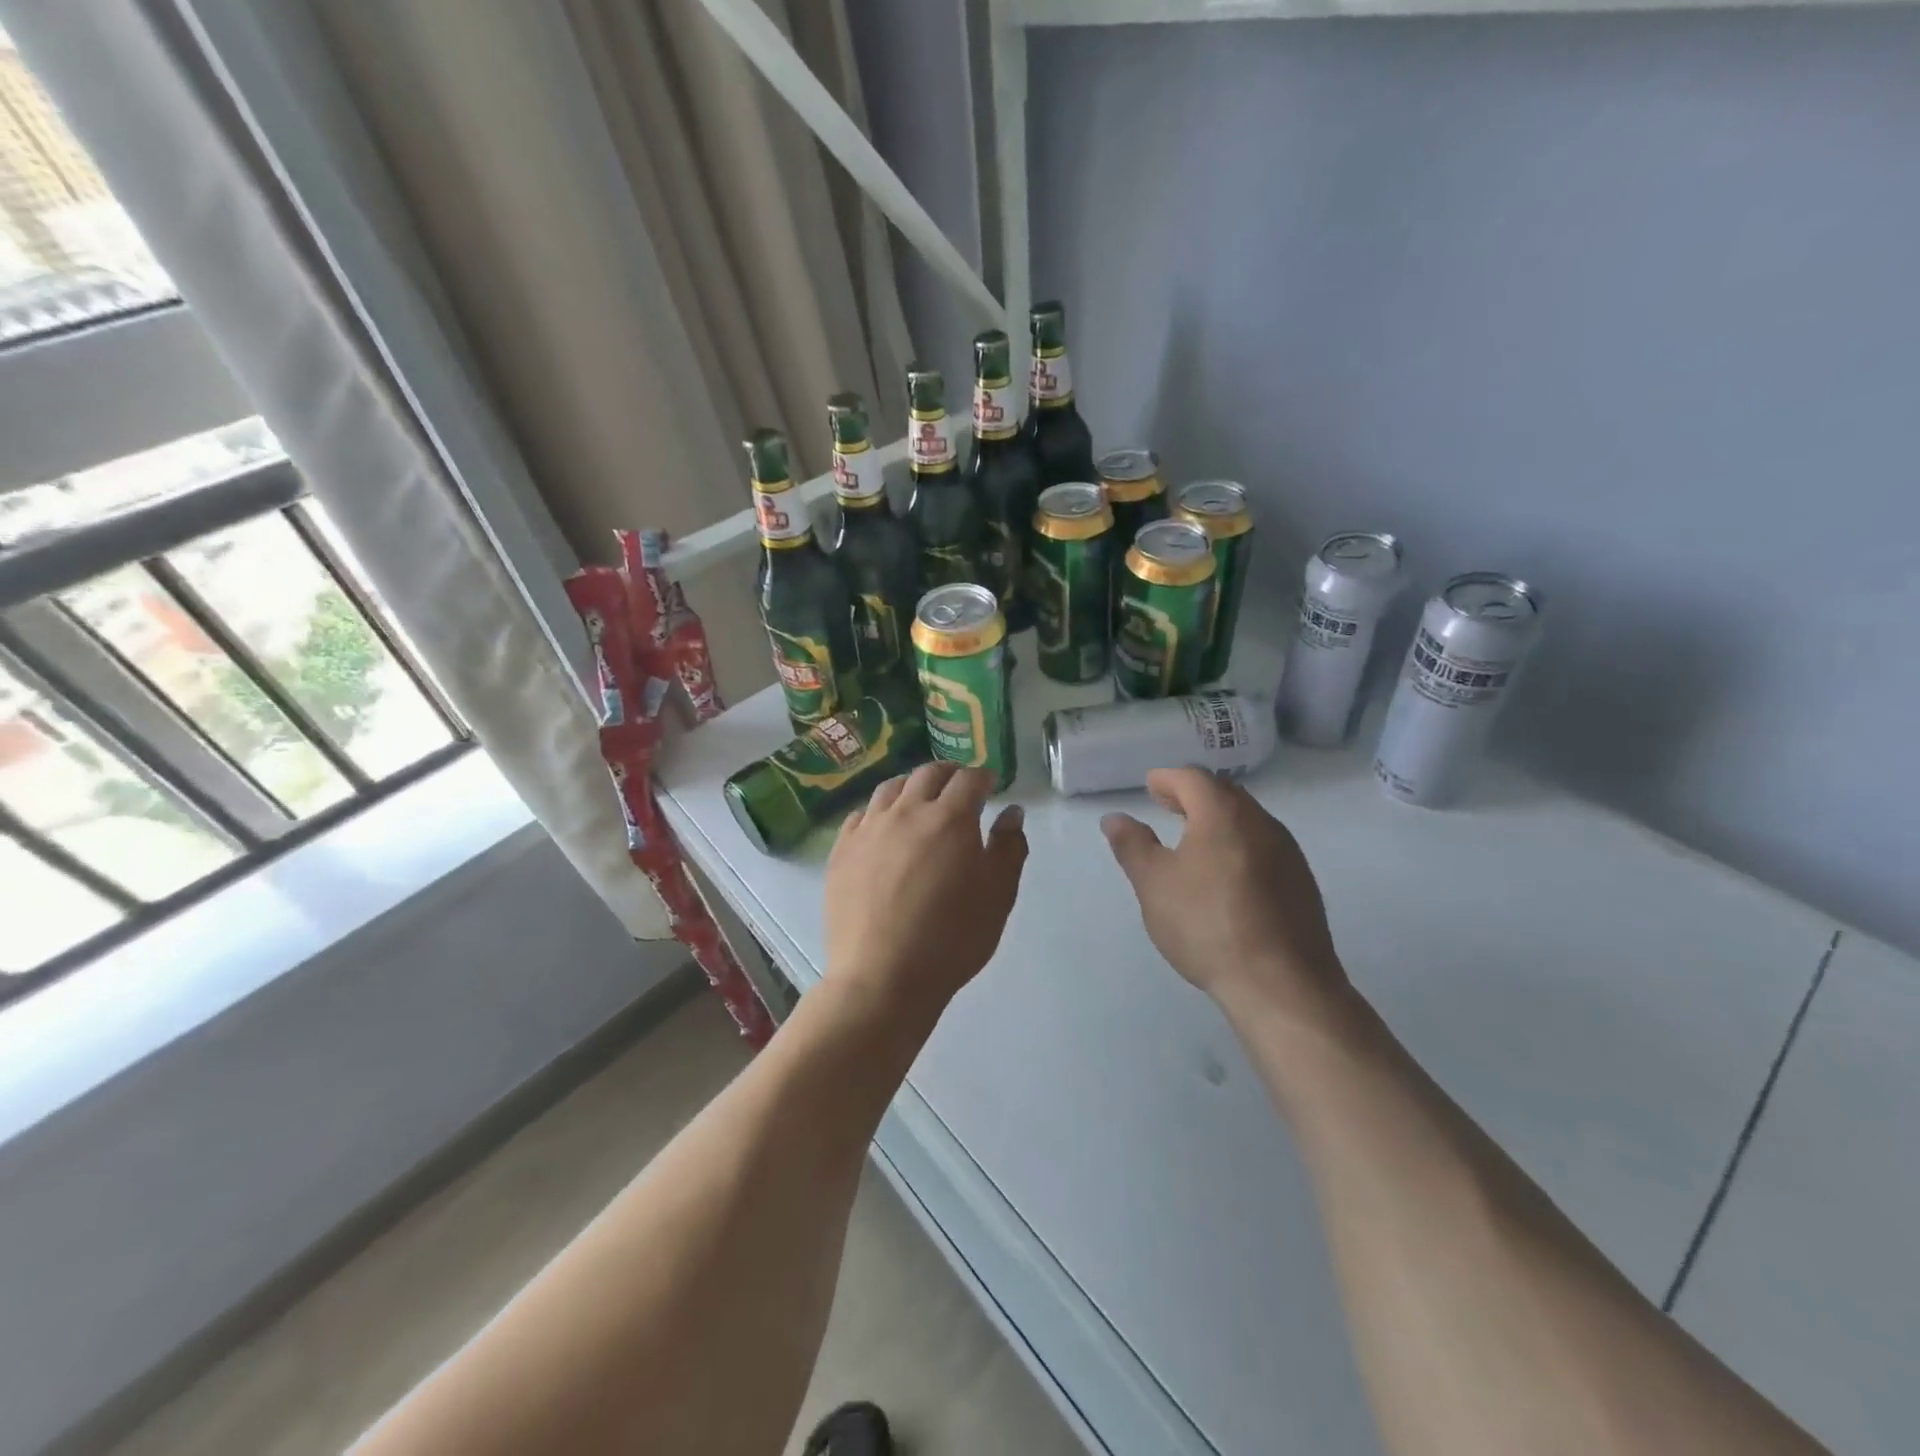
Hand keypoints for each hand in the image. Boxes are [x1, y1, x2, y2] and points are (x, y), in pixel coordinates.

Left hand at [825, 763, 1027, 1019]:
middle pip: (928, 774)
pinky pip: (861, 815)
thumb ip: (1009, 848)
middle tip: (959, 788)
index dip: (983, 777)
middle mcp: (906, 811)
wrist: (882, 977)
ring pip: (890, 788)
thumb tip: (1011, 812)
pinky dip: (879, 811)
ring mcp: (869, 829)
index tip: (990, 785)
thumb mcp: (998, 896)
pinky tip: (883, 828)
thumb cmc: (951, 938)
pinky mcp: (841, 850)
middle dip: (949, 774)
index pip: (969, 779)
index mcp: (950, 818)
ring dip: (911, 786)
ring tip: (920, 801)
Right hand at [1101, 768, 1354, 1030]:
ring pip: (1248, 820)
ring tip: (1194, 841)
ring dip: (1219, 820)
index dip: (1168, 779)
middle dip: (1194, 795)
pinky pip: (1265, 847)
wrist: (1281, 984)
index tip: (1151, 787)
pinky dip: (1239, 845)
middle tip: (1169, 807)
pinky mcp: (1302, 883)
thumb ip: (1132, 845)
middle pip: (1225, 794)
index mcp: (1223, 815)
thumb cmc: (1207, 925)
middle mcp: (1262, 823)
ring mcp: (1288, 853)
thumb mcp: (1154, 884)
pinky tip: (1227, 876)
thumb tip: (1116, 818)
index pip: (1194, 778)